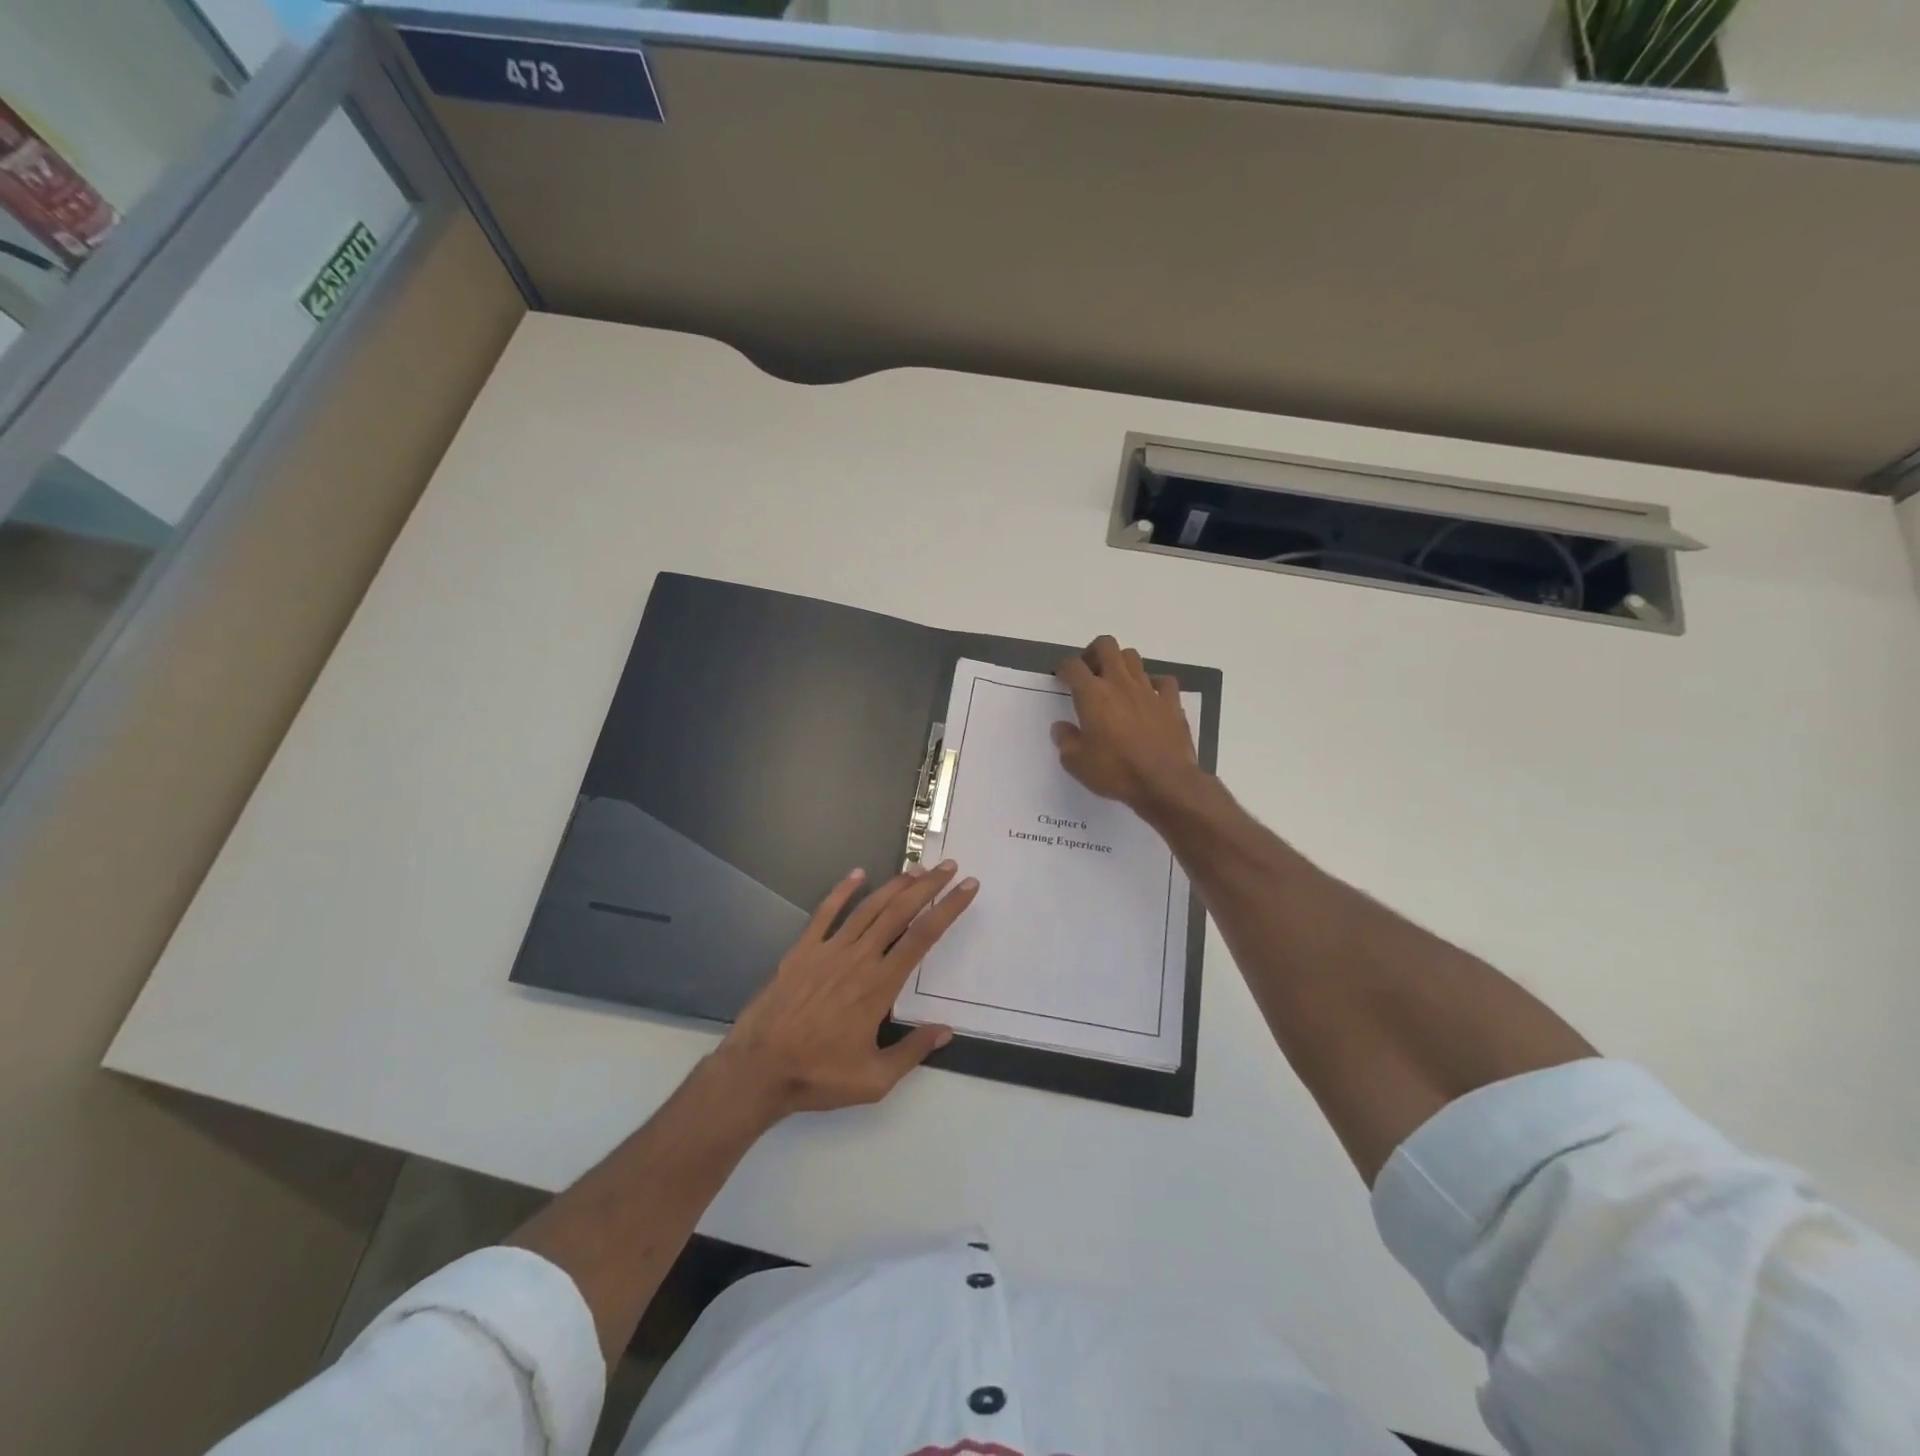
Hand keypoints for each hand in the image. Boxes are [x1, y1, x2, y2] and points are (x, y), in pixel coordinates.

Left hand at [715, 861, 977, 1118]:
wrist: (758, 1069)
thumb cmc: (818, 1075)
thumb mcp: (874, 1080)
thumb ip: (912, 1051)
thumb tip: (946, 1030)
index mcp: (879, 986)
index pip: (923, 937)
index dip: (948, 908)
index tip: (967, 888)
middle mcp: (858, 959)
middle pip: (900, 912)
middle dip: (928, 886)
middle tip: (949, 866)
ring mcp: (828, 951)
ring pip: (868, 908)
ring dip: (895, 885)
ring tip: (916, 868)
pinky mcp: (802, 951)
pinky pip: (825, 913)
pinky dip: (842, 891)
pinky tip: (857, 874)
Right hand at [1053, 635, 1201, 816]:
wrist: (1165, 783)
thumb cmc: (1116, 771)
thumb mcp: (1076, 763)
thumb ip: (1065, 740)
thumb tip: (1061, 727)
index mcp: (1093, 694)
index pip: (1073, 666)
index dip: (1064, 669)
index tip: (1062, 680)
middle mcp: (1120, 683)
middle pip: (1106, 646)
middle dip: (1093, 653)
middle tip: (1089, 672)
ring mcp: (1148, 690)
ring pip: (1133, 657)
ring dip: (1121, 664)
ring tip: (1116, 684)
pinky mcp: (1171, 702)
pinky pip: (1163, 681)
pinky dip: (1153, 684)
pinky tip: (1148, 697)